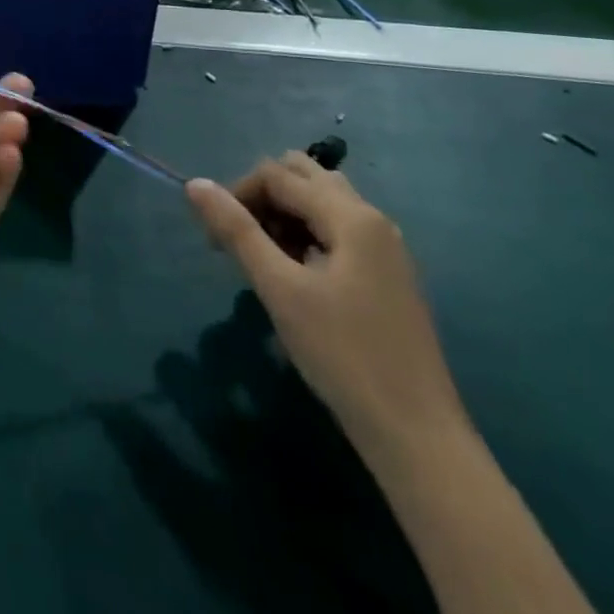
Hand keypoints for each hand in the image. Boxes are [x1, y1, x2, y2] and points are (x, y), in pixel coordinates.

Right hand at [186, 153, 466, 452]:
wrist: (418, 438)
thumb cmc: (343, 355)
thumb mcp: (280, 289)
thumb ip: (236, 230)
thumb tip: (195, 183)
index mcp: (351, 216)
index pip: (277, 175)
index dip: (237, 195)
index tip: (214, 239)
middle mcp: (373, 220)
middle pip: (305, 176)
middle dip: (263, 197)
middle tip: (241, 240)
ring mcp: (385, 249)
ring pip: (322, 203)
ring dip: (284, 216)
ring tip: (265, 259)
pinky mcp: (387, 276)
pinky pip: (338, 232)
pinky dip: (307, 237)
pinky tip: (295, 276)